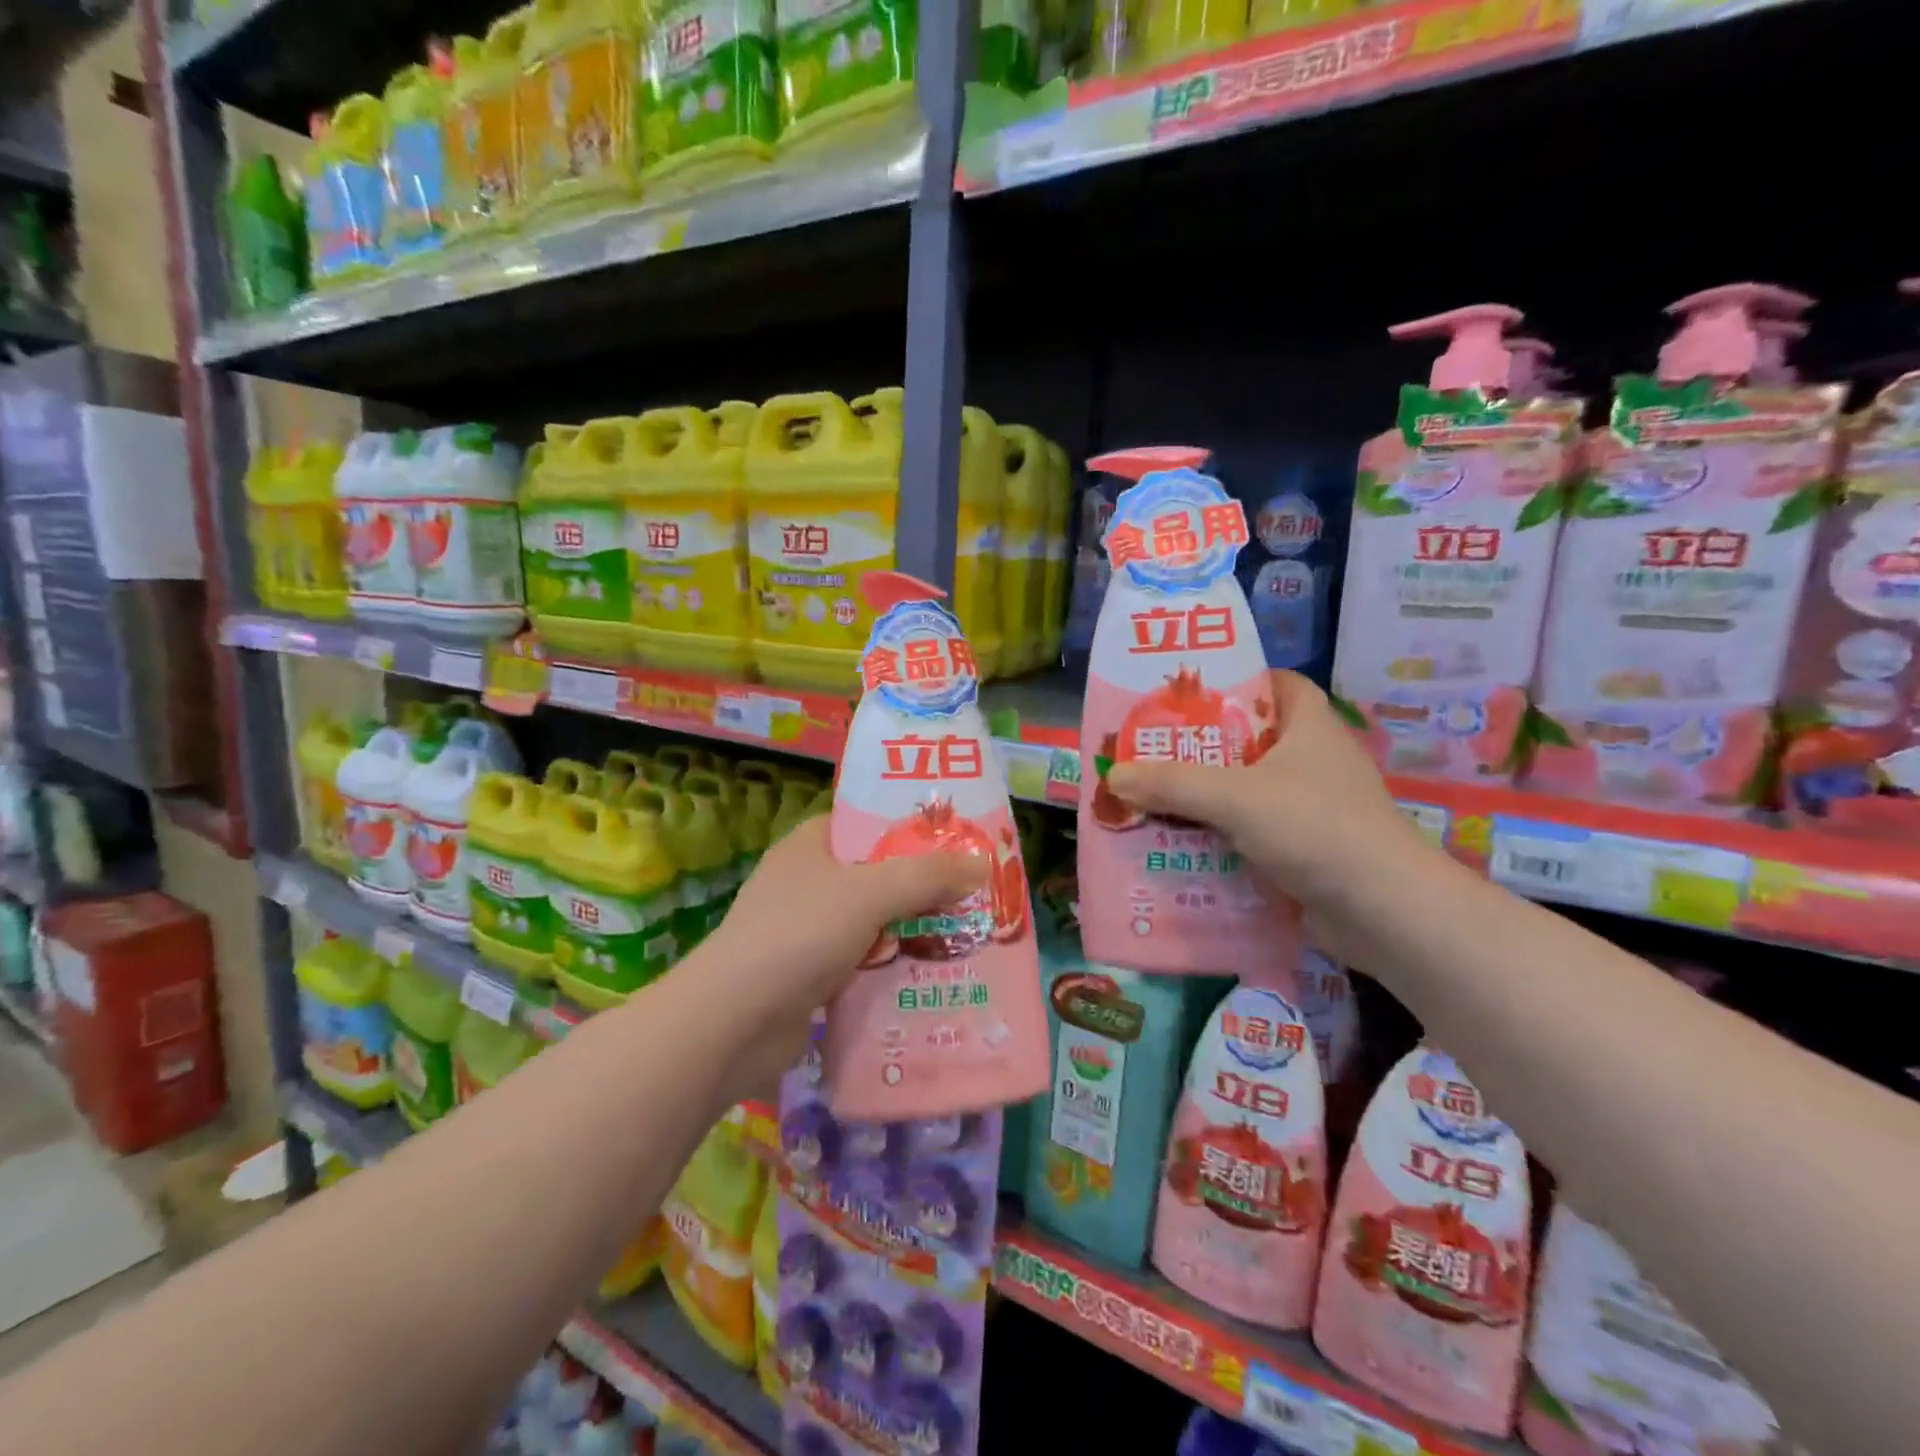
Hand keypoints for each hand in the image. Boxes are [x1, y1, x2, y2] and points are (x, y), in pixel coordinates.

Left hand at [693, 815, 986, 1100]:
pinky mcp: (809, 974)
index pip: (867, 822)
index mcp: (811, 845)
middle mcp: (807, 881)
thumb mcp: (870, 893)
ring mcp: (805, 930)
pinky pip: (863, 960)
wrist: (733, 1023)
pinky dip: (891, 965)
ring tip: (966, 934)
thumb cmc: (799, 935)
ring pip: (873, 920)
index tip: (959, 840)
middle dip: (922, 885)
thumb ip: (927, 876)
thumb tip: (981, 865)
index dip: (912, 827)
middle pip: (877, 873)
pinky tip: (931, 974)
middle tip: (974, 892)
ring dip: (912, 929)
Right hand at [1105, 670, 1427, 938]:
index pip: (1274, 684)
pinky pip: (1251, 833)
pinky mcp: (1307, 850)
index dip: (1234, 681)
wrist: (1384, 913)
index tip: (1185, 695)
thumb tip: (1113, 776)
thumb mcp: (1236, 796)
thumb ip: (1173, 783)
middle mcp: (1313, 760)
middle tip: (1149, 751)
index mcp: (1309, 725)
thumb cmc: (1315, 828)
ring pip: (1246, 790)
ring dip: (1203, 797)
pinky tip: (1181, 846)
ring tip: (1151, 799)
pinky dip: (1220, 837)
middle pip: (1248, 740)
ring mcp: (1312, 808)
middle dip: (1199, 747)